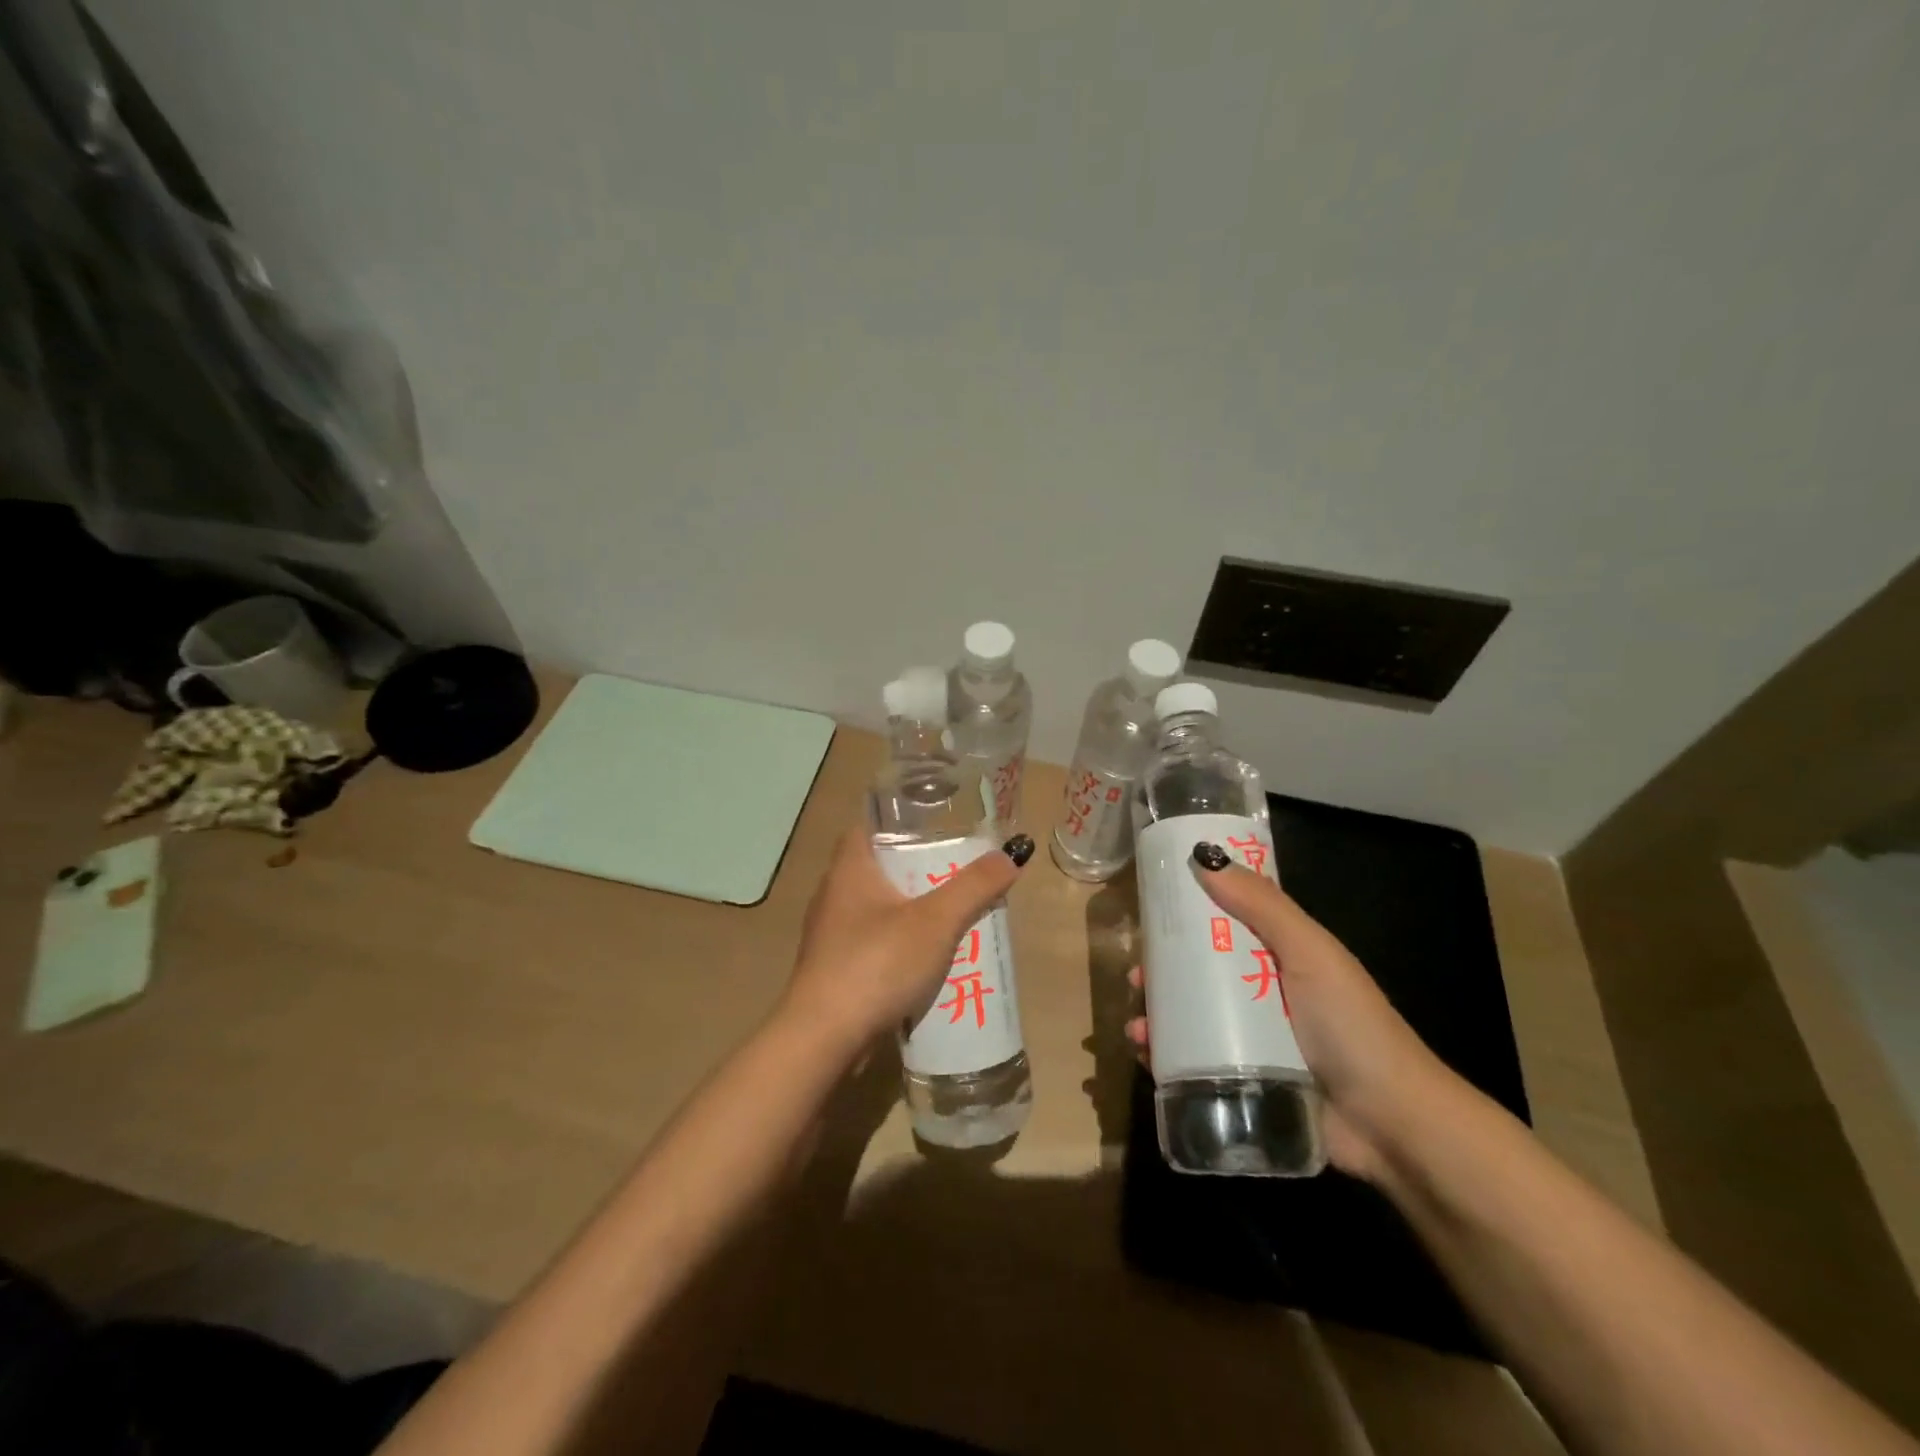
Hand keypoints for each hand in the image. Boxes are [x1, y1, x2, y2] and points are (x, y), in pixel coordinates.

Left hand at [781, 825, 1033, 1058]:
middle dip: (917, 869)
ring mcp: (830, 933)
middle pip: (879, 867)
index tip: (937, 828)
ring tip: (950, 915)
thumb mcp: (935, 922)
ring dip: (910, 909)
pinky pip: (872, 942)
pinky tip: (926, 959)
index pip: (869, 825)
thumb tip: (1012, 854)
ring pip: (877, 907)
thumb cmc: (876, 964)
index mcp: (849, 868)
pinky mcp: (834, 967)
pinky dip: (898, 943)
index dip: (901, 822)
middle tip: (957, 873)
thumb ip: (974, 887)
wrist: (823, 1038)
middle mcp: (834, 894)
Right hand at [1127, 847, 1453, 1181]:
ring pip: (1189, 1016)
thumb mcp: (1310, 953)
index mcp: (1280, 957)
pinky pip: (1192, 1061)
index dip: (1187, 915)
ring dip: (1156, 1013)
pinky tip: (1145, 1052)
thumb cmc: (1352, 1027)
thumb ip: (1263, 906)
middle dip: (1161, 970)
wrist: (1392, 1127)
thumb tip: (1204, 857)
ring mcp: (1251, 1041)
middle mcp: (1261, 994)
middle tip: (1136, 975)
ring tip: (1137, 1022)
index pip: (1224, 925)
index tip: (1152, 910)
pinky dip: (1163, 1054)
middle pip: (1198, 972)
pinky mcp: (1241, 1081)